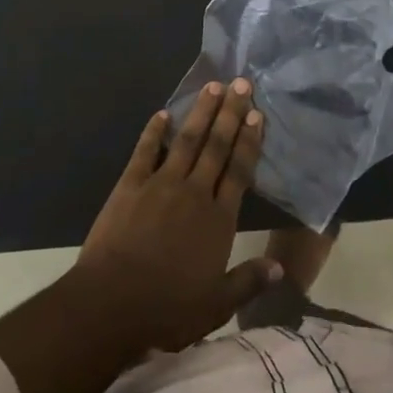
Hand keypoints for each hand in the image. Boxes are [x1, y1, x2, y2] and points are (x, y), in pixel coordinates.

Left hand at [72, 79, 279, 351]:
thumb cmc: (168, 309)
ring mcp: (160, 184)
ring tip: (213, 86)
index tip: (257, 114)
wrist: (112, 303)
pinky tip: (162, 113)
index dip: (249, 141)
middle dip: (231, 114)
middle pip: (216, 146)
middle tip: (241, 83)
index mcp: (218, 219)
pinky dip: (153, 131)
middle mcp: (194, 192)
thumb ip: (249, 281)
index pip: (239, 171)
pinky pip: (145, 150)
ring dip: (200, 112)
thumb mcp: (216, 305)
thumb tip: (280, 267)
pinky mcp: (130, 184)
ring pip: (186, 140)